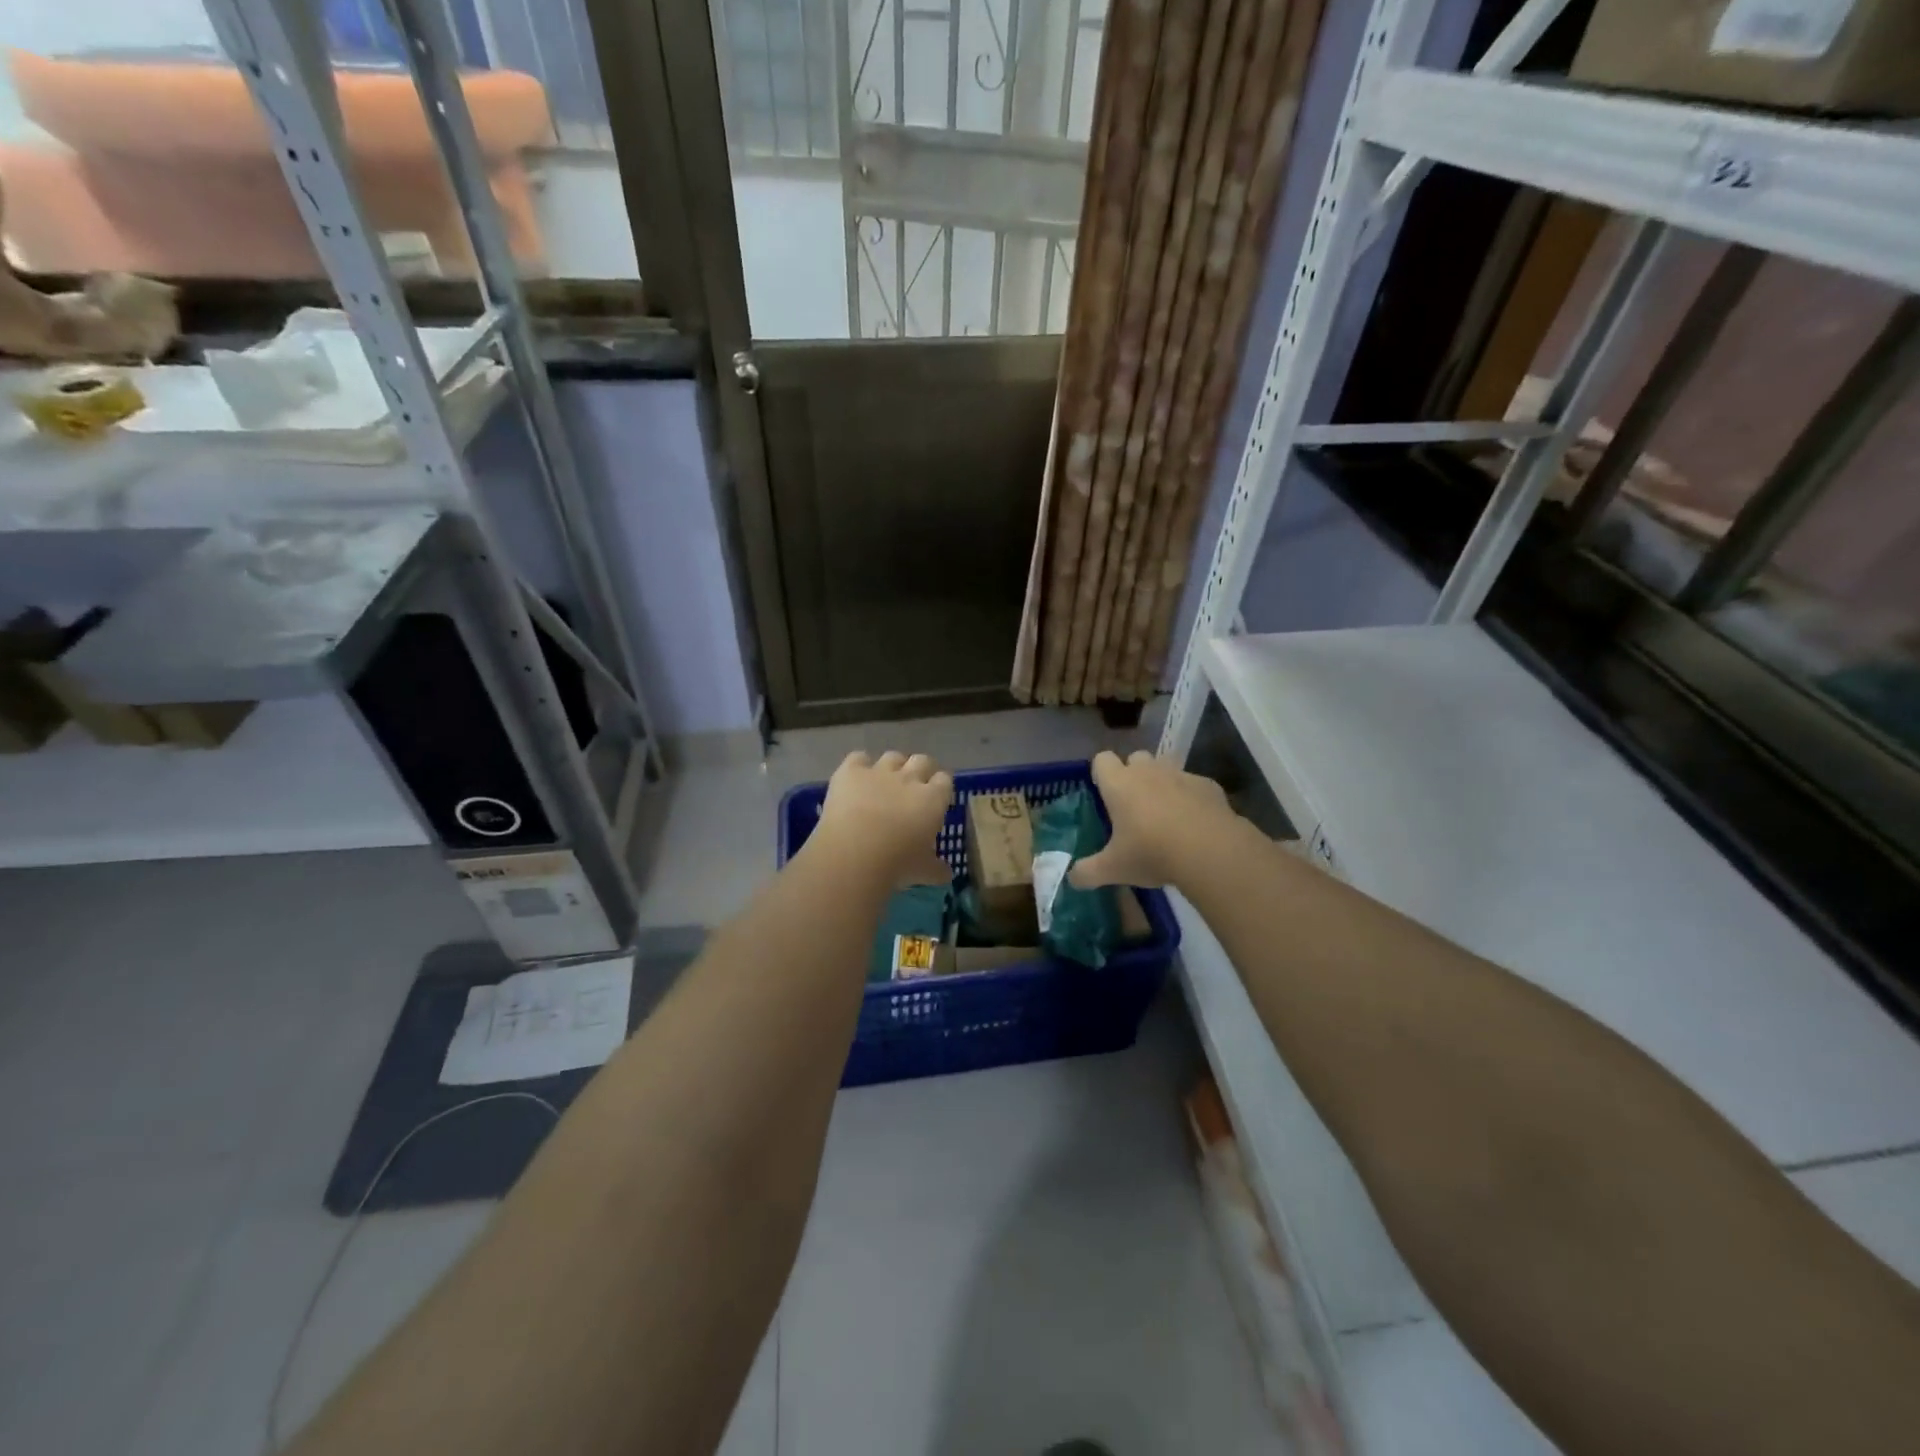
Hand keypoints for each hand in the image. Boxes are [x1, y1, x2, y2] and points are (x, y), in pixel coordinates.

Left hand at [811, 750, 953, 887]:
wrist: (855, 853)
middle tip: (914, 786)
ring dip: (892, 766)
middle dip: (920, 770)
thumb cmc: (897, 864)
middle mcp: (909, 778)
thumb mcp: (922, 871)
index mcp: (933, 799)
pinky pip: (859, 757)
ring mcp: (879, 771)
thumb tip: (947, 874)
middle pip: (922, 760)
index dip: (941, 787)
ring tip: (885, 782)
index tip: (936, 798)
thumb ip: (936, 868)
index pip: (945, 781)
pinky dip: (859, 765)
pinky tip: (856, 779)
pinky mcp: (851, 771)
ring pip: (893, 756)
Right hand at [1070, 749, 1233, 889]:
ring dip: (1162, 782)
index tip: (1104, 794)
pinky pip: (1193, 784)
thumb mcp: (1113, 869)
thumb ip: (1087, 872)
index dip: (1101, 774)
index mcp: (1119, 784)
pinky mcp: (1208, 785)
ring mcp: (1180, 775)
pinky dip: (1191, 797)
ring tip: (1164, 813)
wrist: (1211, 851)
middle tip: (1133, 806)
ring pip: (1166, 766)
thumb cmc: (1152, 853)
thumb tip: (1072, 878)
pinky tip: (1194, 823)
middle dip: (1133, 774)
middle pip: (1135, 757)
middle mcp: (1148, 771)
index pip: (1101, 759)